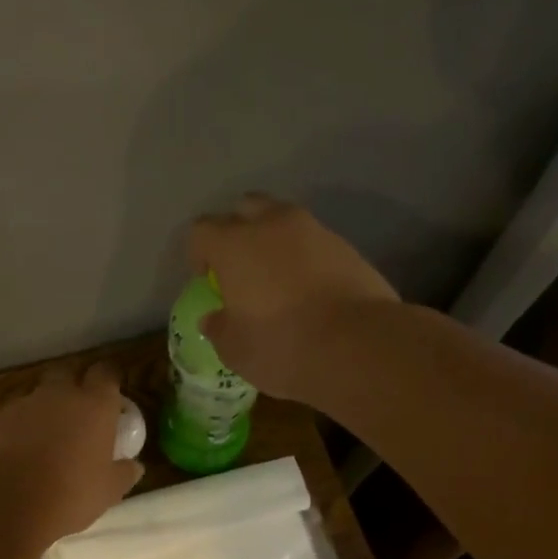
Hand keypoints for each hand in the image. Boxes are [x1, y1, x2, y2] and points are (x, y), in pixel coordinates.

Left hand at [0, 363, 142, 553]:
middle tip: (77, 417)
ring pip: (33, 400)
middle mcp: (57, 395)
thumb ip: (124, 473)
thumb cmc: (71, 493)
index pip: (106, 373)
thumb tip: (134, 466)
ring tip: (41, 447)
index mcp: (93, 405)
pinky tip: (12, 462)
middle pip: (66, 375)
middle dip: (71, 389)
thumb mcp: (109, 490)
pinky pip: (6, 423)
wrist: (6, 504)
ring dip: (40, 416)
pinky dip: (12, 436)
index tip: (111, 394)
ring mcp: (19, 406)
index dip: (108, 380)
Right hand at [188, 194, 398, 397]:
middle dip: (238, 231)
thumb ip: (219, 329)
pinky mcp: (347, 247)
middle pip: (246, 208)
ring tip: (280, 281)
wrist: (358, 345)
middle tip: (241, 269)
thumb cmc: (282, 346)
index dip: (199, 254)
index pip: (202, 230)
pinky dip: (307, 260)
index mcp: (235, 244)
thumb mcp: (235, 350)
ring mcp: (315, 231)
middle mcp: (273, 224)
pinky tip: (311, 292)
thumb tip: (213, 318)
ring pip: (286, 222)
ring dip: (277, 243)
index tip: (207, 281)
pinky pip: (316, 244)